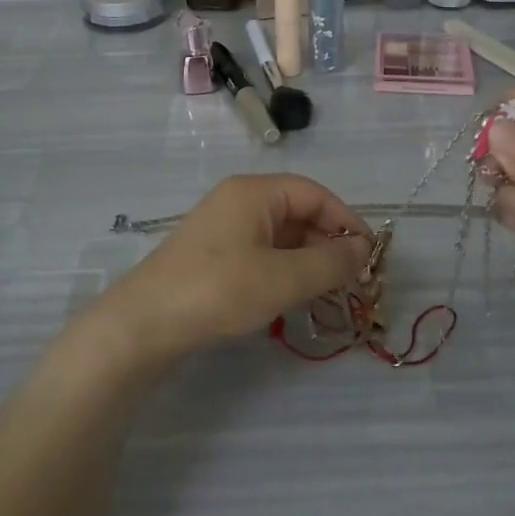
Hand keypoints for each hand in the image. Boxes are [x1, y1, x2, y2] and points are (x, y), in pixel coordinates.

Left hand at [95, 175, 372, 364]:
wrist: (144, 324)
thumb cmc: (217, 291)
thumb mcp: (281, 279)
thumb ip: (329, 263)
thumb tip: (363, 249)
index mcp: (254, 192)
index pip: (315, 193)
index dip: (347, 221)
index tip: (370, 256)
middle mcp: (239, 200)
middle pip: (298, 212)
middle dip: (328, 243)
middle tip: (352, 281)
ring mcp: (224, 227)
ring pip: (281, 235)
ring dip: (308, 260)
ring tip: (328, 293)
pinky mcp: (214, 254)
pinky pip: (262, 252)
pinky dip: (284, 269)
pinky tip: (293, 296)